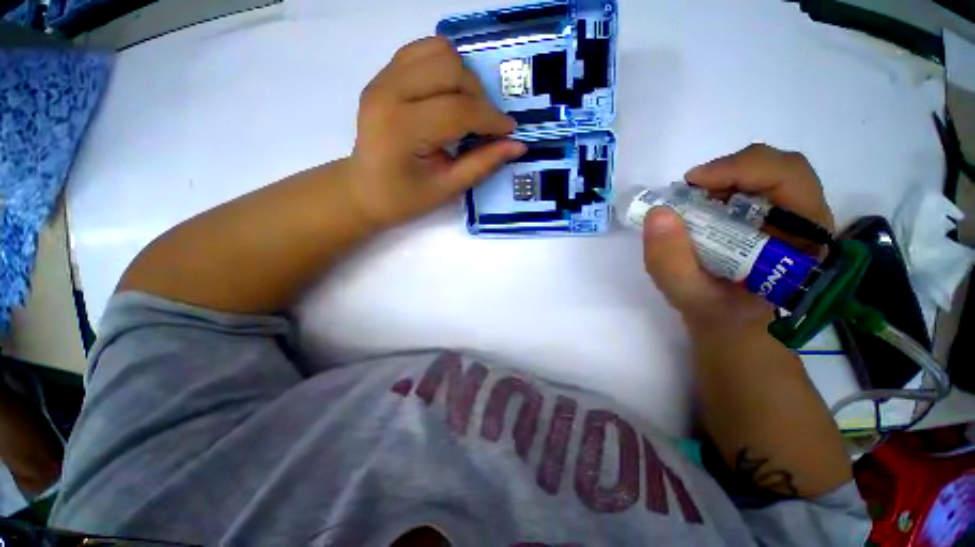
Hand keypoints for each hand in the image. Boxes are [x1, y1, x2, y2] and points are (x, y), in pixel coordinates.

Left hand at [346, 36, 526, 227]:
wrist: (364, 190)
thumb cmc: (404, 198)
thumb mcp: (447, 188)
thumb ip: (482, 164)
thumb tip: (517, 145)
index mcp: (402, 128)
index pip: (458, 109)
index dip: (491, 119)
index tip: (509, 131)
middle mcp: (388, 93)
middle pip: (450, 67)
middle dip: (478, 96)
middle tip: (483, 124)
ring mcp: (382, 79)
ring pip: (438, 50)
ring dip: (463, 77)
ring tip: (466, 108)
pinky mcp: (383, 75)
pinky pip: (423, 52)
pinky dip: (444, 68)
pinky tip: (448, 95)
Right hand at [642, 144, 834, 335]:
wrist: (733, 328)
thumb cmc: (720, 318)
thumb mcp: (691, 298)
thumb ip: (671, 262)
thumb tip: (658, 214)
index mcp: (804, 241)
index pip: (790, 179)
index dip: (741, 169)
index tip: (693, 183)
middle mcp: (806, 222)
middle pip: (780, 168)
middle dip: (730, 170)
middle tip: (689, 190)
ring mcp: (790, 219)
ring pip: (765, 173)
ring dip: (723, 179)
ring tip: (690, 201)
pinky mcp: (771, 220)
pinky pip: (751, 188)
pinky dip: (720, 189)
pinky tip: (699, 209)